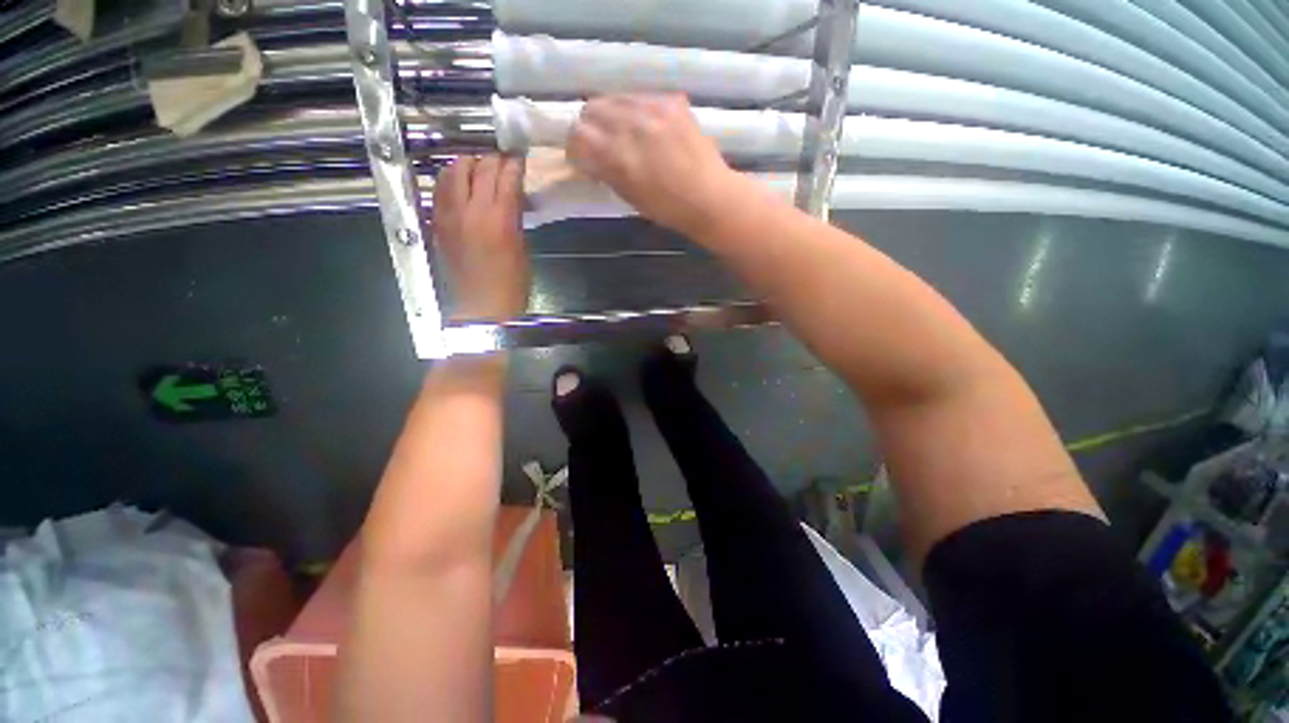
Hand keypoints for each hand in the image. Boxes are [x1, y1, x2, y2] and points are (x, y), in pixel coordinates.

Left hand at [433, 155, 529, 320]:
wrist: (482, 308)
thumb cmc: (512, 285)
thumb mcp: (522, 249)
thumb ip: (515, 217)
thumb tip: (513, 196)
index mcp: (499, 220)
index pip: (505, 177)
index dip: (513, 164)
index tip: (519, 158)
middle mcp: (471, 211)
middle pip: (478, 169)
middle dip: (492, 160)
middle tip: (502, 161)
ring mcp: (449, 216)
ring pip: (452, 173)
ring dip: (468, 165)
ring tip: (479, 168)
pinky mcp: (437, 224)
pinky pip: (440, 191)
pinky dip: (451, 180)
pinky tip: (460, 184)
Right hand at [567, 94, 743, 235]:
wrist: (710, 197)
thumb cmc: (667, 209)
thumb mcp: (628, 196)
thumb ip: (605, 171)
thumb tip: (589, 157)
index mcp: (617, 155)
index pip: (577, 135)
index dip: (575, 148)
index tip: (583, 159)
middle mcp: (631, 123)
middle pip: (591, 109)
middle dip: (590, 128)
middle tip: (600, 145)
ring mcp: (653, 107)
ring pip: (614, 98)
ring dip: (611, 116)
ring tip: (623, 134)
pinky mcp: (671, 100)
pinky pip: (640, 96)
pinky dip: (635, 111)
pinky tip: (646, 128)